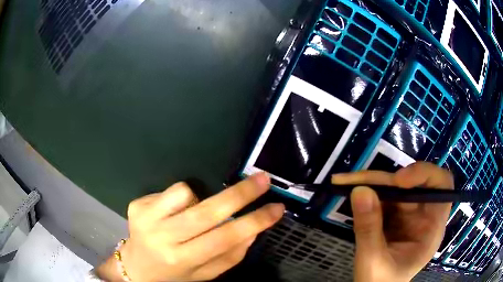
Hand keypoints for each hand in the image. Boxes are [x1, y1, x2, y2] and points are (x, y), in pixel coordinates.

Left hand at [96, 173, 284, 281]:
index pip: (225, 238)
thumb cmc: (175, 274)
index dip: (254, 221)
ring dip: (201, 198)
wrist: (137, 267)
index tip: (277, 208)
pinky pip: (170, 190)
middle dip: (240, 194)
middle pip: (206, 212)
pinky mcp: (136, 205)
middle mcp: (163, 238)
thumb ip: (231, 256)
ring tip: (194, 213)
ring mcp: (146, 219)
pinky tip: (174, 212)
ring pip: (186, 192)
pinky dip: (182, 197)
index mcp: (183, 260)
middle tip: (263, 179)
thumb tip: (253, 229)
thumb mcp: (206, 274)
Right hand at [332, 162, 453, 281]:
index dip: (425, 175)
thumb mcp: (374, 262)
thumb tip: (360, 190)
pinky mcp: (393, 215)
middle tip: (357, 180)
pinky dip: (366, 192)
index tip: (399, 180)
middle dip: (385, 180)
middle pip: (412, 183)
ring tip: (344, 182)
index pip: (441, 186)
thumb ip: (368, 230)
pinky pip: (382, 196)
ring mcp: (407, 214)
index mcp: (432, 227)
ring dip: (370, 183)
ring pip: (394, 188)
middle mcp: (423, 215)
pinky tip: (348, 189)